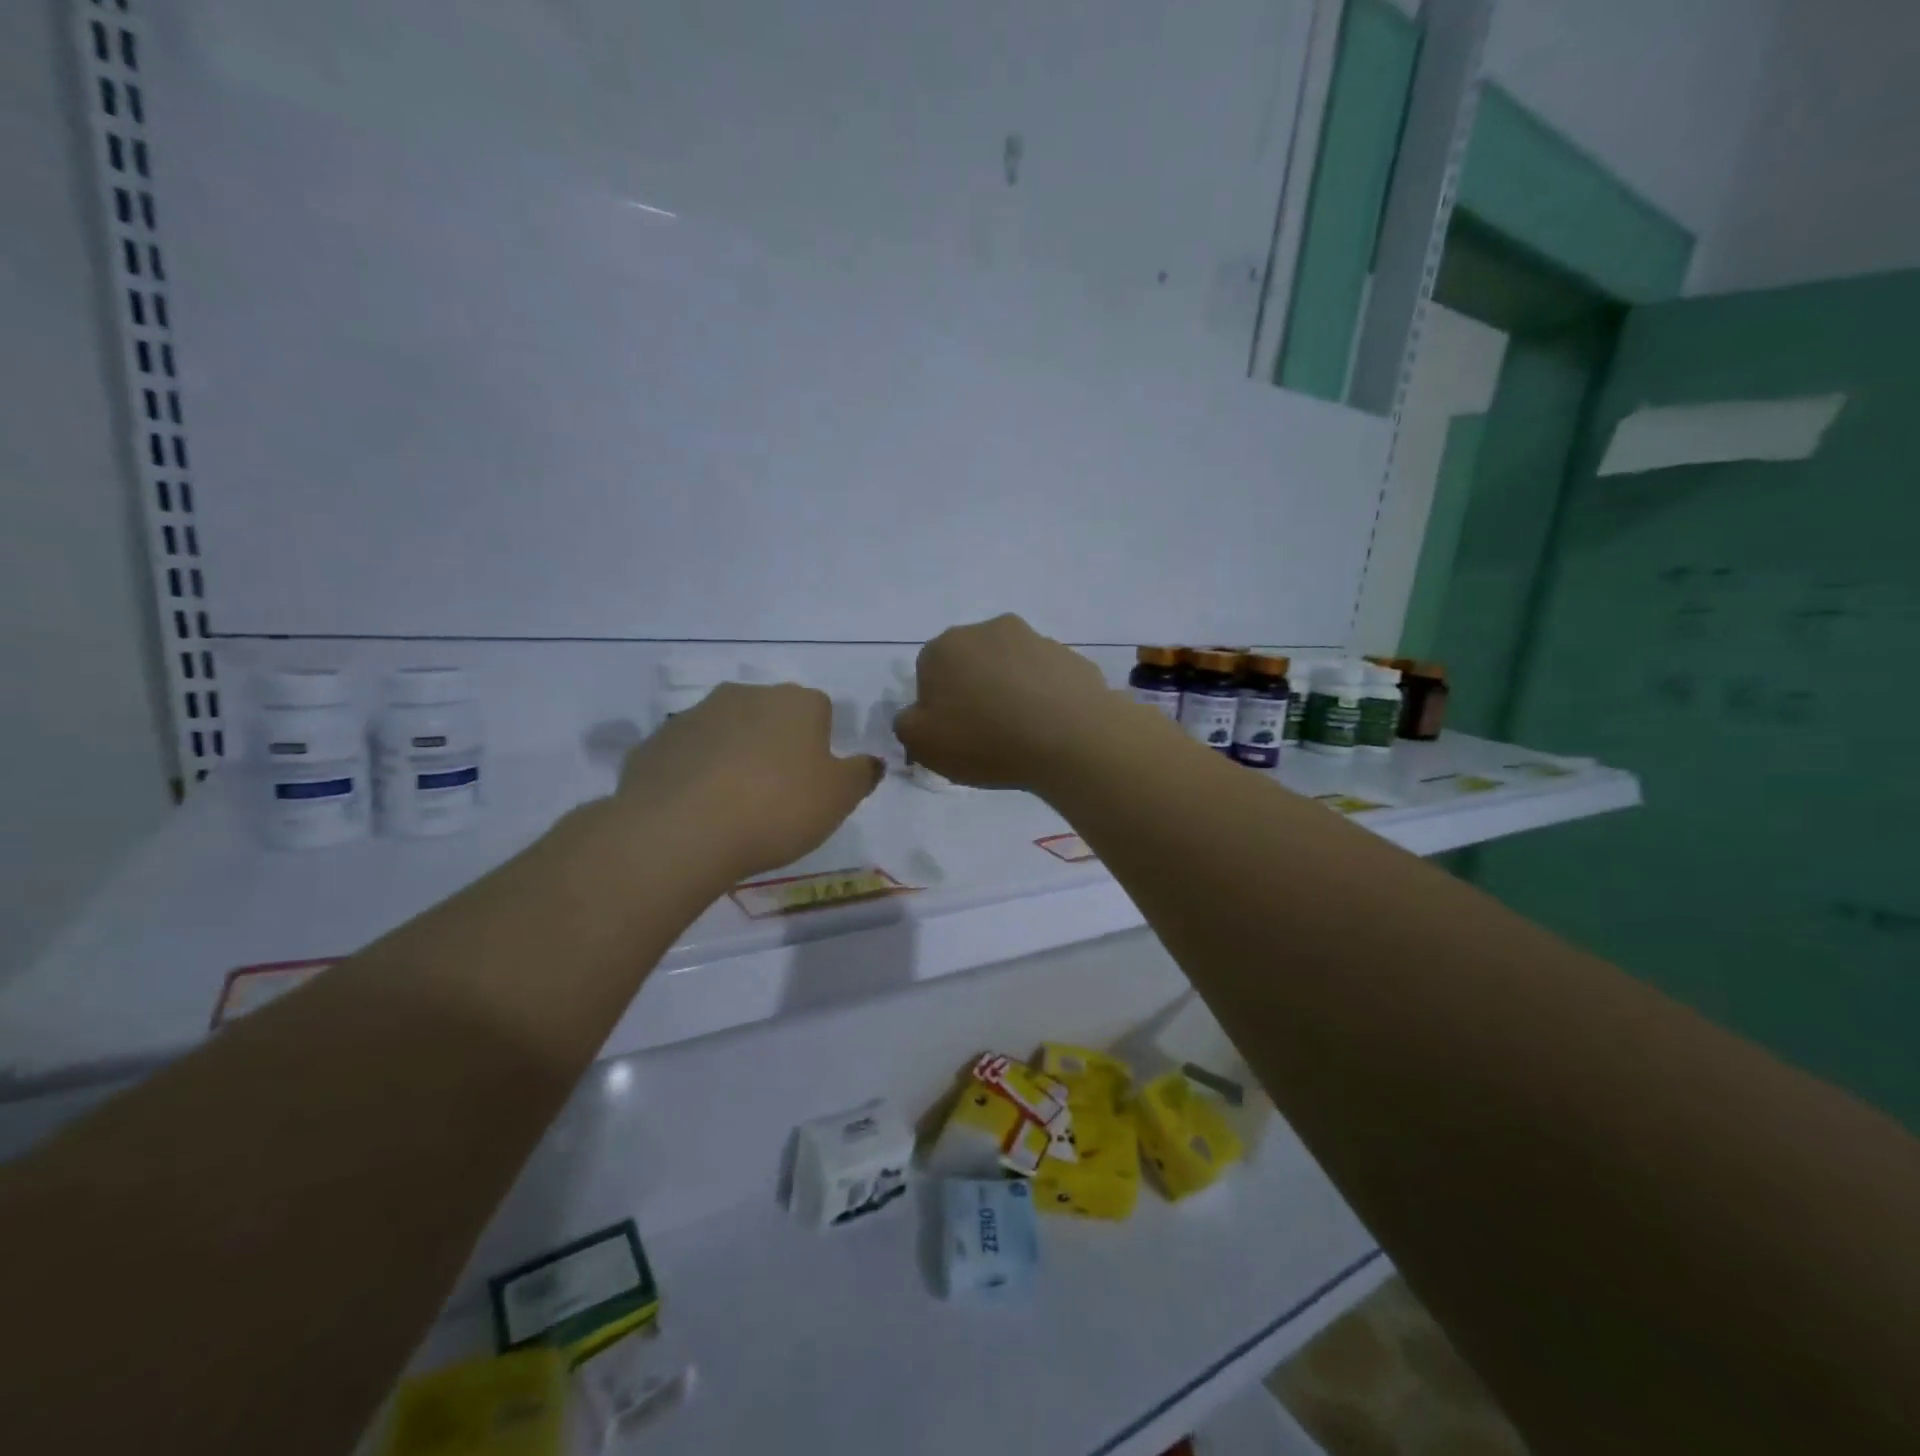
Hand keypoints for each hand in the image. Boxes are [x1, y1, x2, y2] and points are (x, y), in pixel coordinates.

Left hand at [615, 683, 881, 880]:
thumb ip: (862, 774)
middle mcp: (746, 694)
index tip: (814, 781)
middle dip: (776, 745)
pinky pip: (688, 754)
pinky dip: (695, 773)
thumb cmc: (777, 808)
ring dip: (734, 756)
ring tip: (732, 805)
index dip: (820, 745)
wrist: (680, 831)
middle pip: (771, 715)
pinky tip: (697, 810)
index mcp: (796, 702)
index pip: (820, 710)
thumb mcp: (839, 798)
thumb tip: (871, 761)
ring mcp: (696, 714)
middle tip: (776, 793)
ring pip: (727, 731)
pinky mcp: (656, 741)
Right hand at [895, 614, 1120, 788]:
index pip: (928, 673)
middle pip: (971, 664)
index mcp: (945, 646)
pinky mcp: (1071, 656)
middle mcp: (989, 630)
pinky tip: (1050, 727)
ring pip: (1011, 668)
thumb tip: (917, 714)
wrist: (1071, 738)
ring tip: (1023, 733)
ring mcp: (1035, 639)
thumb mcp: (923, 744)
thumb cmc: (986, 740)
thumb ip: (906, 724)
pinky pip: (1046, 678)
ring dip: (1010, 691)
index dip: (938, 707)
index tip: (953, 735)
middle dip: (974, 691)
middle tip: (986, 733)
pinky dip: (1044, 696)